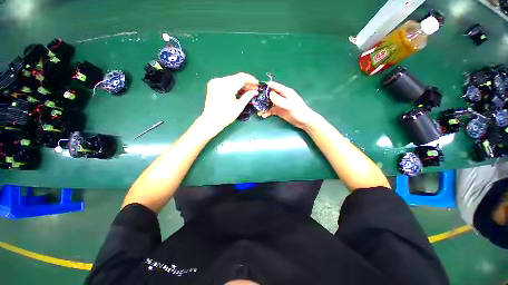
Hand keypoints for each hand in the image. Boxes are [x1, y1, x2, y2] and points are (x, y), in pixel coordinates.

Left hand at [200, 73, 257, 133]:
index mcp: (226, 86)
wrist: (211, 120)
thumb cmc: (226, 116)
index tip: (257, 84)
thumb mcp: (239, 106)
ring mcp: (215, 82)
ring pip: (232, 79)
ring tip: (248, 90)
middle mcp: (220, 81)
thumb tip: (255, 91)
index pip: (241, 77)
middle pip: (236, 77)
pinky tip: (239, 91)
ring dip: (240, 84)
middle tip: (254, 89)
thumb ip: (248, 96)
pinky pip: (226, 82)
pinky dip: (233, 85)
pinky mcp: (213, 85)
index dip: (251, 80)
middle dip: (246, 82)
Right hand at [258, 81, 318, 129]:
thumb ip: (279, 100)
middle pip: (269, 95)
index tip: (256, 89)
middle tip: (255, 103)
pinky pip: (270, 110)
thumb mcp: (289, 105)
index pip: (273, 86)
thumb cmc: (299, 111)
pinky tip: (263, 116)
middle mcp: (281, 97)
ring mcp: (279, 104)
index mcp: (285, 92)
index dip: (265, 87)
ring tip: (258, 112)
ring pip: (268, 104)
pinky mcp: (279, 111)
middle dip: (262, 99)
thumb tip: (269, 94)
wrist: (304, 122)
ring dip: (263, 107)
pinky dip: (266, 113)